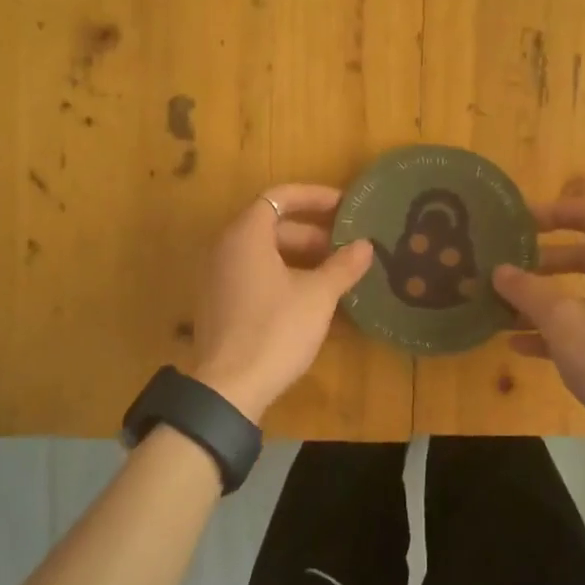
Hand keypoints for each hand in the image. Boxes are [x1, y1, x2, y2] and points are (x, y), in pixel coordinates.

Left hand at [190, 184, 374, 422]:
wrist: (229, 388)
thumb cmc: (276, 330)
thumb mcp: (318, 296)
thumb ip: (343, 266)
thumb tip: (366, 246)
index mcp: (246, 235)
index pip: (279, 197)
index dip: (314, 196)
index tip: (344, 206)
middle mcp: (225, 249)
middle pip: (271, 225)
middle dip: (311, 232)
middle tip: (345, 247)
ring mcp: (218, 278)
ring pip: (263, 253)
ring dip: (299, 256)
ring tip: (333, 274)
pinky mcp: (219, 304)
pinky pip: (253, 275)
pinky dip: (282, 276)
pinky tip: (309, 300)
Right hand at [491, 189, 584, 453]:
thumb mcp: (561, 322)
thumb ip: (527, 292)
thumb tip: (499, 271)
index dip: (553, 213)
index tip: (519, 224)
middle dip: (543, 262)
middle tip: (510, 269)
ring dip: (547, 297)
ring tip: (508, 309)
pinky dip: (562, 326)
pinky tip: (523, 345)